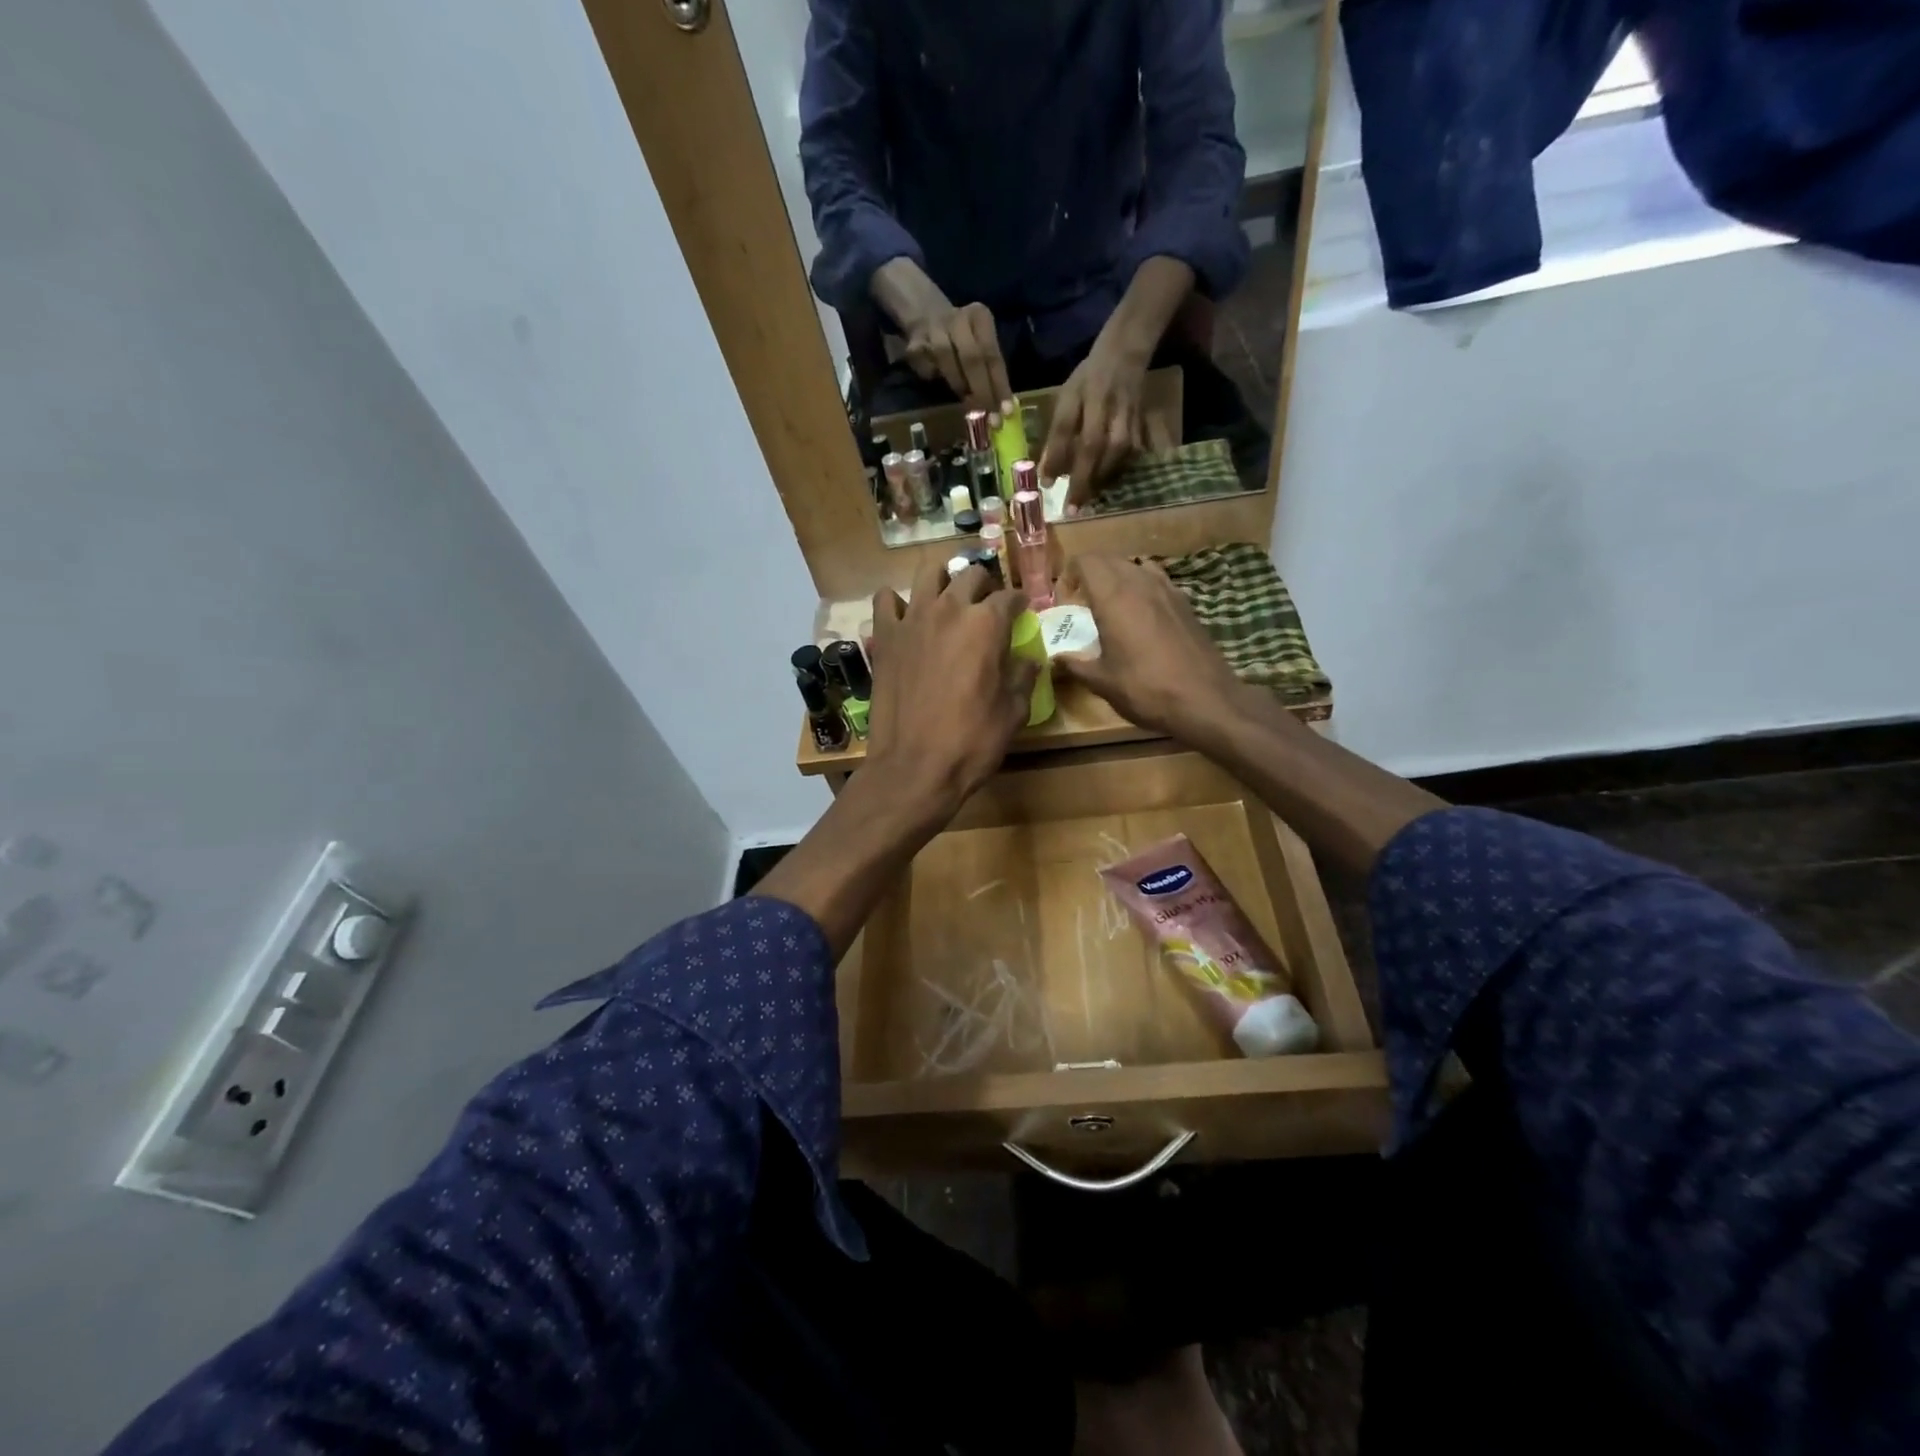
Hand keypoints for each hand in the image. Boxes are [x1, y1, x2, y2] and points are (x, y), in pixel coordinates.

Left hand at [864, 559, 1037, 819]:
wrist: (914, 767)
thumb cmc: (972, 742)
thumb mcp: (1013, 712)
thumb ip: (1023, 677)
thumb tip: (1028, 660)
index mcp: (986, 624)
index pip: (1010, 596)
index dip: (1019, 603)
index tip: (1022, 611)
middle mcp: (949, 610)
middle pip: (970, 575)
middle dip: (985, 585)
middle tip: (987, 604)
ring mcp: (912, 620)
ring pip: (928, 573)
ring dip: (943, 579)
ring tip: (949, 596)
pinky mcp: (884, 637)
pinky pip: (886, 600)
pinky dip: (897, 601)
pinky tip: (905, 615)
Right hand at [870, 259, 1013, 413]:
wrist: (925, 313)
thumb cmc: (961, 338)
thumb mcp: (980, 343)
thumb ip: (989, 369)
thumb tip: (1001, 406)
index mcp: (980, 317)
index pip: (993, 355)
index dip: (1000, 385)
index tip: (1006, 412)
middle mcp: (958, 319)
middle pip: (972, 358)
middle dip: (982, 392)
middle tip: (989, 418)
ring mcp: (934, 328)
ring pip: (948, 361)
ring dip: (960, 386)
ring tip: (968, 404)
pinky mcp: (914, 342)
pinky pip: (928, 368)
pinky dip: (935, 378)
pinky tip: (937, 379)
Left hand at [1039, 337, 1150, 511]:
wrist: (1127, 356)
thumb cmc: (1089, 379)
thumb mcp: (1067, 397)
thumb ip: (1058, 433)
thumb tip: (1047, 472)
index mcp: (1093, 404)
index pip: (1074, 436)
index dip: (1060, 460)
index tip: (1047, 485)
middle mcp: (1114, 417)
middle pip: (1098, 455)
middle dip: (1083, 484)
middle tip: (1071, 511)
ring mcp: (1132, 427)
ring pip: (1115, 461)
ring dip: (1099, 484)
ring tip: (1085, 504)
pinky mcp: (1142, 434)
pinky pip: (1128, 462)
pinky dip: (1114, 477)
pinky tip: (1103, 489)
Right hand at [1052, 554, 1249, 742]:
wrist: (1205, 700)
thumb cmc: (1145, 689)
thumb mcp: (1102, 682)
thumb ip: (1075, 664)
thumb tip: (1057, 658)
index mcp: (1113, 597)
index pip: (1086, 561)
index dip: (1070, 574)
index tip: (1065, 599)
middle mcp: (1140, 583)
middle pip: (1110, 559)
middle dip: (1091, 573)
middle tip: (1082, 602)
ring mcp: (1168, 590)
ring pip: (1135, 566)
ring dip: (1118, 577)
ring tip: (1111, 605)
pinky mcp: (1186, 603)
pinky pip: (1157, 580)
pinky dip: (1142, 587)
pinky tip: (1142, 616)